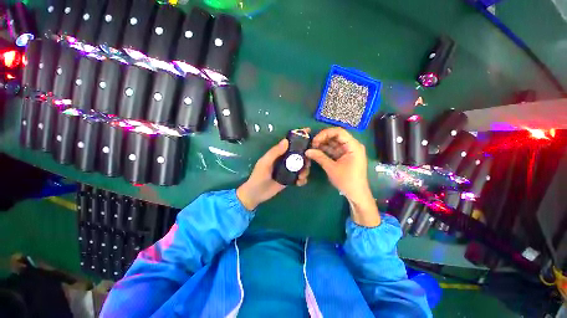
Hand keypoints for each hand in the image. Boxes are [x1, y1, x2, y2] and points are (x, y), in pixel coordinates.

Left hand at [237, 136, 310, 210]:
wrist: (256, 194)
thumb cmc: (258, 176)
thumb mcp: (265, 163)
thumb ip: (274, 152)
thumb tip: (286, 140)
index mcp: (279, 153)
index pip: (290, 142)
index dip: (299, 136)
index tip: (309, 132)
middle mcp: (286, 160)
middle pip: (300, 154)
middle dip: (306, 157)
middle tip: (306, 163)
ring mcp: (289, 170)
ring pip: (302, 166)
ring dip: (305, 170)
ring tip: (301, 176)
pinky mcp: (290, 179)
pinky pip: (300, 177)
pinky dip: (302, 179)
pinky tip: (299, 182)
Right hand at [306, 127, 379, 226]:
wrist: (356, 194)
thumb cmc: (347, 181)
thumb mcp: (332, 168)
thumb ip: (319, 157)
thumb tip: (307, 151)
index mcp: (353, 146)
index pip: (339, 132)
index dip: (325, 134)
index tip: (314, 140)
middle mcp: (352, 146)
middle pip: (336, 136)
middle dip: (323, 139)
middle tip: (311, 144)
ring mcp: (348, 151)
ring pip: (334, 143)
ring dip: (323, 144)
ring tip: (312, 148)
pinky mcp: (344, 156)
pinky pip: (334, 150)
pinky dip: (326, 150)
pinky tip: (316, 151)